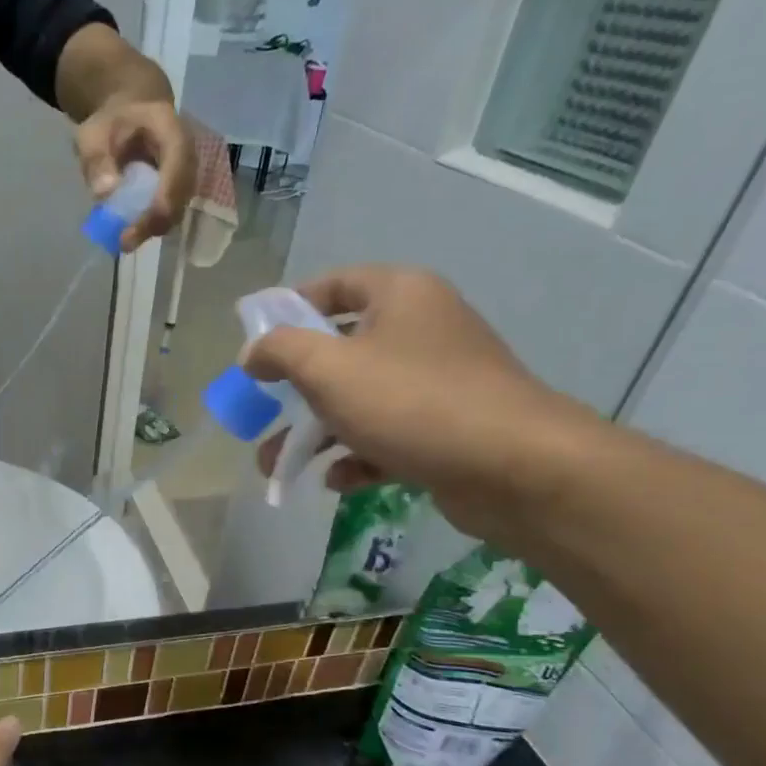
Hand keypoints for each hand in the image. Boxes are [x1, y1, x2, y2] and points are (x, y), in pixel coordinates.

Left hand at [75, 97, 195, 250]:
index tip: (140, 222)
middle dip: (154, 222)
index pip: (178, 166)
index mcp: (172, 131)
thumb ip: (96, 158)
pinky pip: (167, 214)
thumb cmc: (112, 122)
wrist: (130, 114)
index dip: (162, 198)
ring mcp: (185, 177)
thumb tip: (104, 192)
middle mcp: (187, 156)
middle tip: (124, 242)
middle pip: (180, 195)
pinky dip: (148, 226)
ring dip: (150, 229)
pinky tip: (127, 234)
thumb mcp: (94, 133)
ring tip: (123, 242)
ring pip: (176, 210)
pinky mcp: (176, 193)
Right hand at [243, 266, 601, 538]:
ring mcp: (437, 381)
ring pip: (359, 400)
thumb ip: (281, 351)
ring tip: (275, 466)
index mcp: (400, 295)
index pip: (334, 285)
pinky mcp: (446, 428)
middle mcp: (421, 329)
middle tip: (259, 411)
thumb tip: (252, 353)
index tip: (255, 343)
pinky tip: (336, 480)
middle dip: (293, 388)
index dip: (289, 308)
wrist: (513, 468)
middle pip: (341, 349)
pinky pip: (387, 435)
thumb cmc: (411, 402)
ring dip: (314, 433)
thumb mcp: (328, 369)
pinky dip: (356, 455)